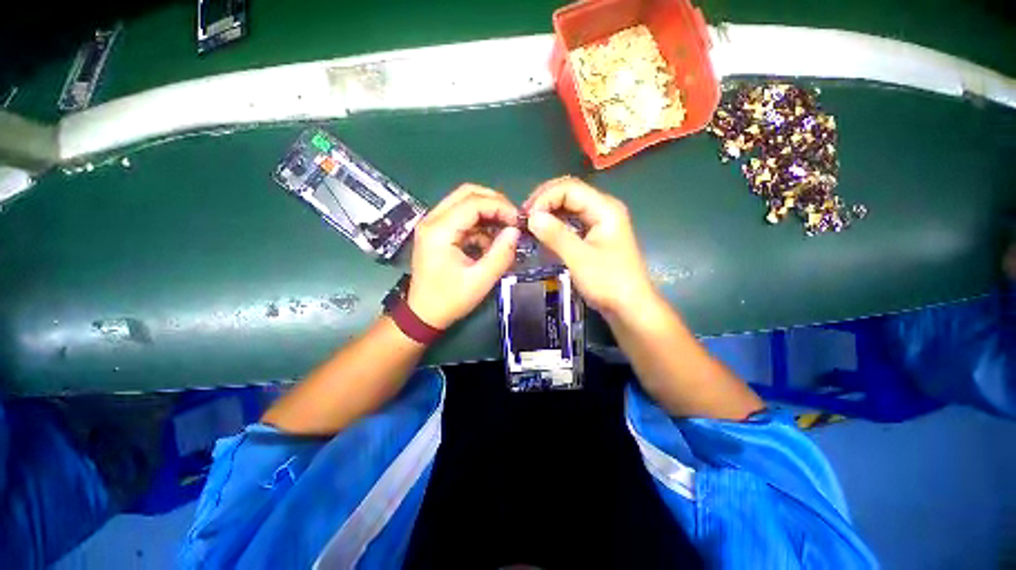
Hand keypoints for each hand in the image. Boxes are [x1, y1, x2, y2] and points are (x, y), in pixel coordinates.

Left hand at [407, 184, 520, 329]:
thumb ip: (501, 254)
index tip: (519, 221)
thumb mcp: (480, 280)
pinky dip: (479, 225)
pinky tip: (490, 242)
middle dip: (494, 203)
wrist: (424, 314)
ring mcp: (433, 225)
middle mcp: (432, 220)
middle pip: (467, 193)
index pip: (473, 202)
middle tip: (512, 220)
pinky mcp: (437, 232)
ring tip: (505, 232)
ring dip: (488, 213)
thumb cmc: (450, 300)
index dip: (500, 207)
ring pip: (465, 203)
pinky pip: (462, 217)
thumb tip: (515, 231)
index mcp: (439, 231)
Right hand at [524, 176, 657, 319]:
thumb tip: (531, 217)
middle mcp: (603, 209)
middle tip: (524, 219)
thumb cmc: (609, 283)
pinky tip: (543, 235)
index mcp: (605, 208)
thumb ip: (556, 235)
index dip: (544, 198)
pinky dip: (555, 226)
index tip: (526, 218)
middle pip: (569, 193)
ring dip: (548, 213)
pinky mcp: (594, 235)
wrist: (630, 308)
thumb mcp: (580, 259)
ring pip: (568, 207)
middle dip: (544, 202)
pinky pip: (571, 222)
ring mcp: (599, 222)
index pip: (569, 188)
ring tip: (530, 226)